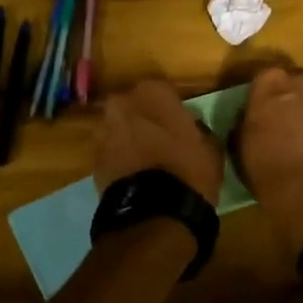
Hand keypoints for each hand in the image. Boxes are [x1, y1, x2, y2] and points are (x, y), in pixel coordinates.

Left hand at [95, 79, 223, 205]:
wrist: (154, 211)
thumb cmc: (189, 170)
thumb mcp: (210, 147)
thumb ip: (197, 129)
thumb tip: (192, 129)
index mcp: (153, 92)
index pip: (162, 91)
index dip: (170, 108)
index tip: (178, 123)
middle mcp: (122, 103)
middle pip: (133, 106)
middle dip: (143, 119)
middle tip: (158, 139)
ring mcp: (103, 130)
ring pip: (117, 128)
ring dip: (127, 138)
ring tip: (143, 159)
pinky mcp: (93, 158)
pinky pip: (109, 151)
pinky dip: (118, 159)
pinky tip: (133, 174)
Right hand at [236, 68, 302, 255]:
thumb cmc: (265, 165)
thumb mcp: (241, 144)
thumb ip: (246, 123)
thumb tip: (247, 119)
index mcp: (269, 88)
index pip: (266, 74)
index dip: (264, 88)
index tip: (260, 102)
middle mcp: (298, 87)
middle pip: (297, 78)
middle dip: (292, 89)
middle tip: (284, 108)